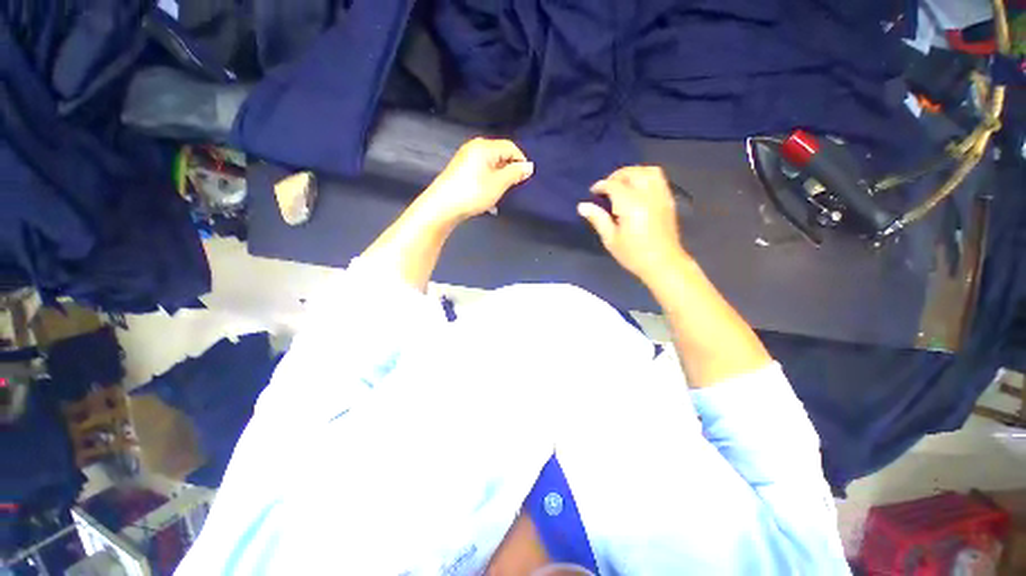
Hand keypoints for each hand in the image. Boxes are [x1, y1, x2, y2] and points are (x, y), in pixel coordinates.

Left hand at [419, 138, 533, 224]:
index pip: (510, 147)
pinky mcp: (460, 169)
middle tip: (514, 186)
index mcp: (485, 146)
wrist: (442, 206)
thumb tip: (529, 166)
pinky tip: (488, 193)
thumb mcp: (498, 184)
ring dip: (499, 177)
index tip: (525, 178)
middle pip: (500, 154)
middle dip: (510, 169)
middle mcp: (474, 147)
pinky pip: (481, 170)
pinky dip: (488, 180)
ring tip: (501, 192)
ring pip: (491, 164)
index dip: (521, 161)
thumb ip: (515, 173)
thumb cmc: (473, 192)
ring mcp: (465, 158)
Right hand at [578, 166, 688, 282]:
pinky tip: (638, 189)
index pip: (614, 185)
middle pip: (632, 173)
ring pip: (648, 171)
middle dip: (616, 176)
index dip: (601, 186)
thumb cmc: (633, 254)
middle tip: (606, 188)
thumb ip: (598, 219)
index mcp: (630, 205)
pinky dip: (646, 177)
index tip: (593, 192)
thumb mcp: (611, 239)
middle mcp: (647, 195)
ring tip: (622, 184)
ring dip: (633, 173)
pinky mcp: (668, 200)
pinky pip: (658, 178)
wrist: (663, 263)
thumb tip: (582, 206)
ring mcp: (660, 196)